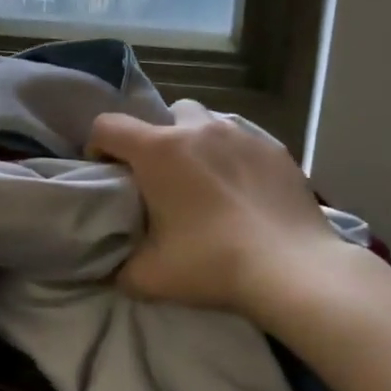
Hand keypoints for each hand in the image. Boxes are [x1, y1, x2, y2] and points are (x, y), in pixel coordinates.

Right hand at [87, 101, 336, 322]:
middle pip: (166, 114)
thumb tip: (109, 269)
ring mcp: (243, 135)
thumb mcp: (149, 276)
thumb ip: (118, 267)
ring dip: (198, 144)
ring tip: (205, 182)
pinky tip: (243, 191)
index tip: (107, 174)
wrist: (292, 269)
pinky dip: (234, 158)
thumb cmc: (212, 264)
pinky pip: (244, 141)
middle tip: (162, 179)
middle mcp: (199, 130)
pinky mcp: (277, 150)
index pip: (108, 126)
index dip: (98, 146)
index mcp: (159, 151)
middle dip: (157, 139)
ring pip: (209, 123)